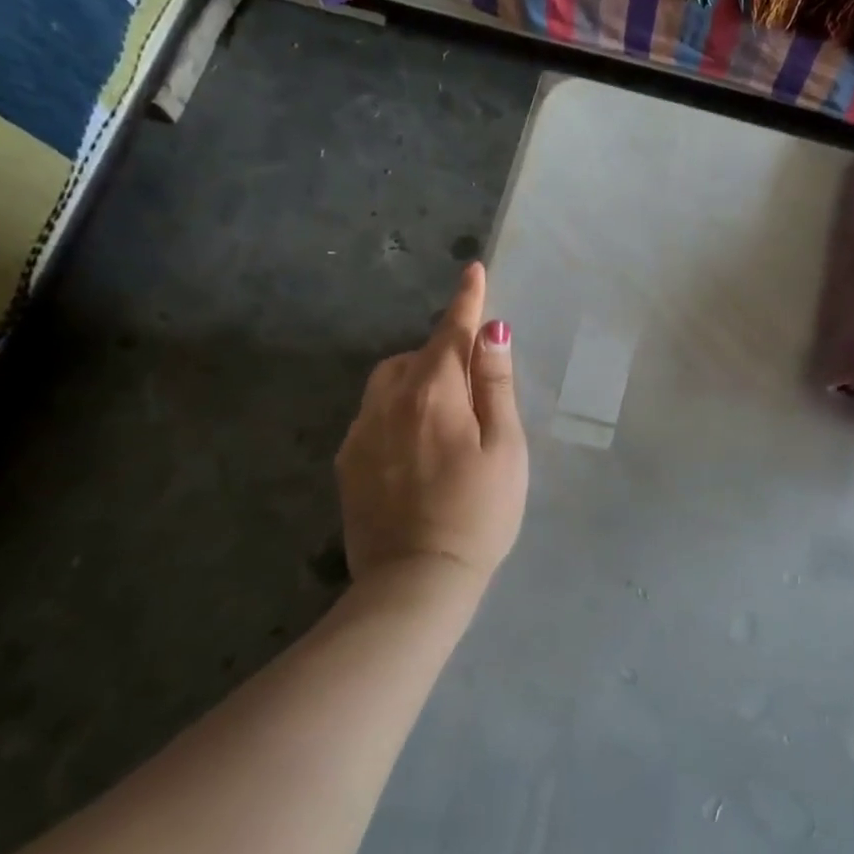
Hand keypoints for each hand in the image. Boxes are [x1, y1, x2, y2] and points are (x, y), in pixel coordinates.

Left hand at [335, 263, 528, 595]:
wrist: (416, 583)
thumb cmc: (479, 514)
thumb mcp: (505, 449)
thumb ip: (496, 386)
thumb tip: (492, 331)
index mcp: (434, 394)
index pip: (451, 332)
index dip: (467, 300)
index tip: (473, 270)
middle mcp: (388, 402)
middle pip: (417, 356)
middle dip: (444, 352)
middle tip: (475, 383)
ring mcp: (361, 432)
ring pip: (389, 382)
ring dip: (417, 378)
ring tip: (445, 414)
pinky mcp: (347, 461)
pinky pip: (373, 414)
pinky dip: (397, 409)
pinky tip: (416, 448)